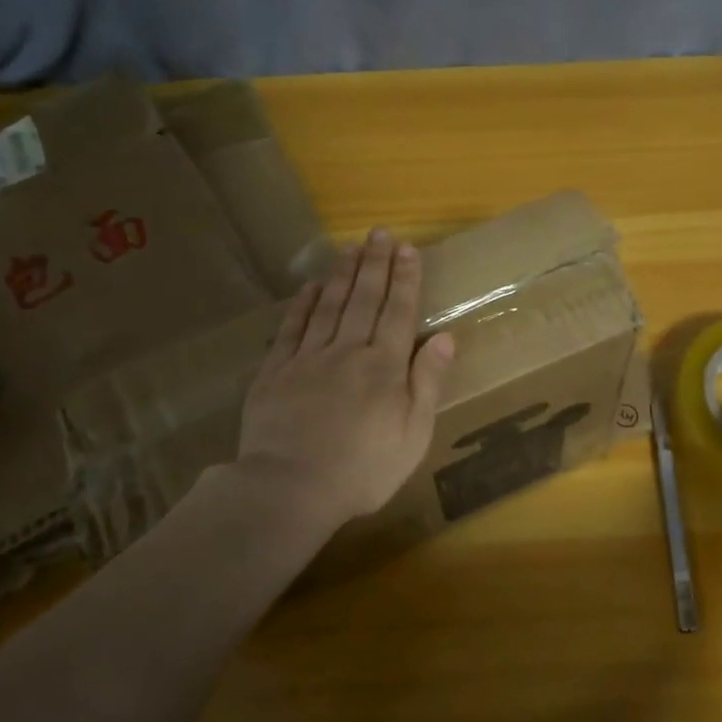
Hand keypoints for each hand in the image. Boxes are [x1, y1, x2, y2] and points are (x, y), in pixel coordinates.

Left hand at [236, 229, 455, 533]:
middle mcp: (348, 351)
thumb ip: (428, 383)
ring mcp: (308, 358)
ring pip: (329, 306)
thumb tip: (446, 337)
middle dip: (375, 264)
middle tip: (379, 234)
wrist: (290, 488)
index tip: (407, 249)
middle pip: (364, 300)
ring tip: (350, 248)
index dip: (405, 279)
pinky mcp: (275, 372)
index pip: (399, 312)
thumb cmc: (362, 470)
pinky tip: (309, 287)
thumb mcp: (413, 435)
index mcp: (385, 367)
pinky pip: (291, 328)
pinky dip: (301, 305)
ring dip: (342, 275)